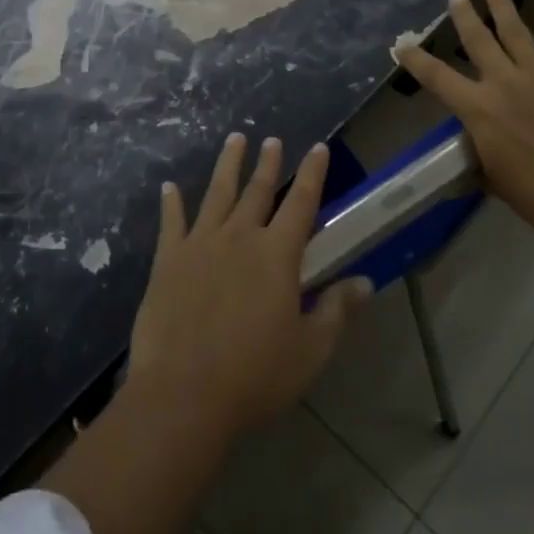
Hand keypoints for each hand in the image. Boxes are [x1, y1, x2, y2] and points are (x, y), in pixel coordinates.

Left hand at [127, 134, 371, 438]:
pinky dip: (171, 203)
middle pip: (257, 191)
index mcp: (277, 255)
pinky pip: (171, 222)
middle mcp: (240, 237)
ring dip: (227, 166)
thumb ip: (337, 311)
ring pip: (217, 194)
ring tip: (234, 140)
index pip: (301, 203)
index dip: (312, 174)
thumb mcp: (310, 350)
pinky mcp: (168, 260)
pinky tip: (169, 187)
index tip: (317, 148)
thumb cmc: (254, 375)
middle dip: (268, 163)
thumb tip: (365, 281)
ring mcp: (200, 244)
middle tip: (271, 140)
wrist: (183, 393)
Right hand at [396, 0, 533, 246]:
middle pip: (478, 41)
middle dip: (464, 17)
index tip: (401, 45)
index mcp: (479, 109)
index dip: (416, 60)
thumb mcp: (494, 179)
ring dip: (503, 5)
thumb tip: (473, 153)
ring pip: (517, 31)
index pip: (437, 78)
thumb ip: (481, 157)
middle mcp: (505, 83)